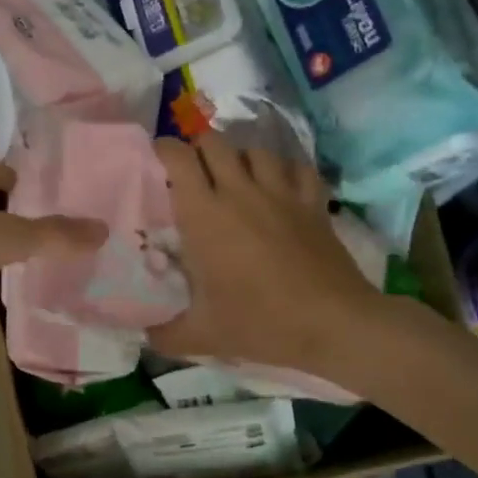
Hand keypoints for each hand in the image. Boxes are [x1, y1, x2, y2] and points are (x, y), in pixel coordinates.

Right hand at [149, 136, 383, 372]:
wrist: (333, 323)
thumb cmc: (260, 322)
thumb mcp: (203, 335)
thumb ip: (165, 334)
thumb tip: (144, 335)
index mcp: (204, 215)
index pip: (179, 158)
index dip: (164, 149)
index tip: (157, 159)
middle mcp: (239, 192)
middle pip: (214, 142)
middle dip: (199, 148)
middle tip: (193, 170)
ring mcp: (281, 193)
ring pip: (255, 150)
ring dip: (240, 156)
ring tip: (235, 176)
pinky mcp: (313, 202)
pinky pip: (297, 167)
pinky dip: (285, 169)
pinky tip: (280, 184)